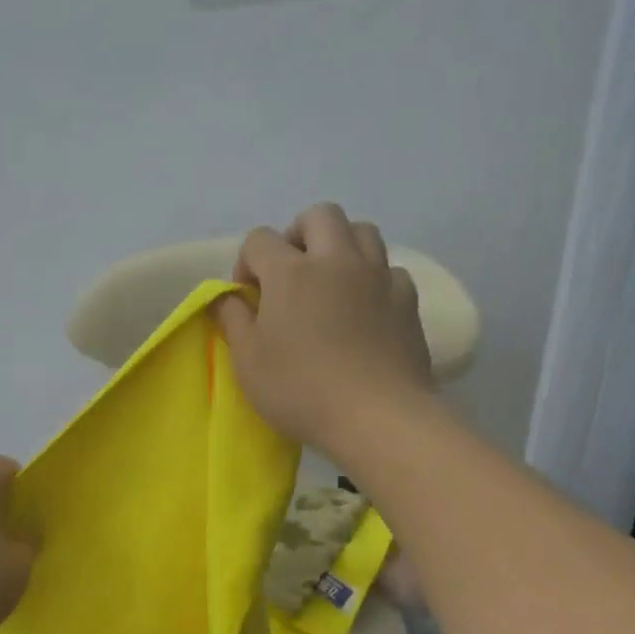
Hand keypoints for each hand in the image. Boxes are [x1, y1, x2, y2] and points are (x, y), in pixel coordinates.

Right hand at [215, 203, 434, 462]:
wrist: (377, 417)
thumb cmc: (301, 391)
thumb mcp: (248, 363)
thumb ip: (233, 321)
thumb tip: (227, 297)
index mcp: (291, 272)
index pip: (260, 240)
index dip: (248, 263)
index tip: (248, 297)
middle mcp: (337, 260)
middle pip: (319, 216)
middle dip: (298, 235)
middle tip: (291, 274)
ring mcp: (377, 277)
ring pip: (362, 231)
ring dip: (341, 246)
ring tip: (331, 283)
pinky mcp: (407, 300)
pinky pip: (389, 270)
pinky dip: (373, 279)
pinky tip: (365, 309)